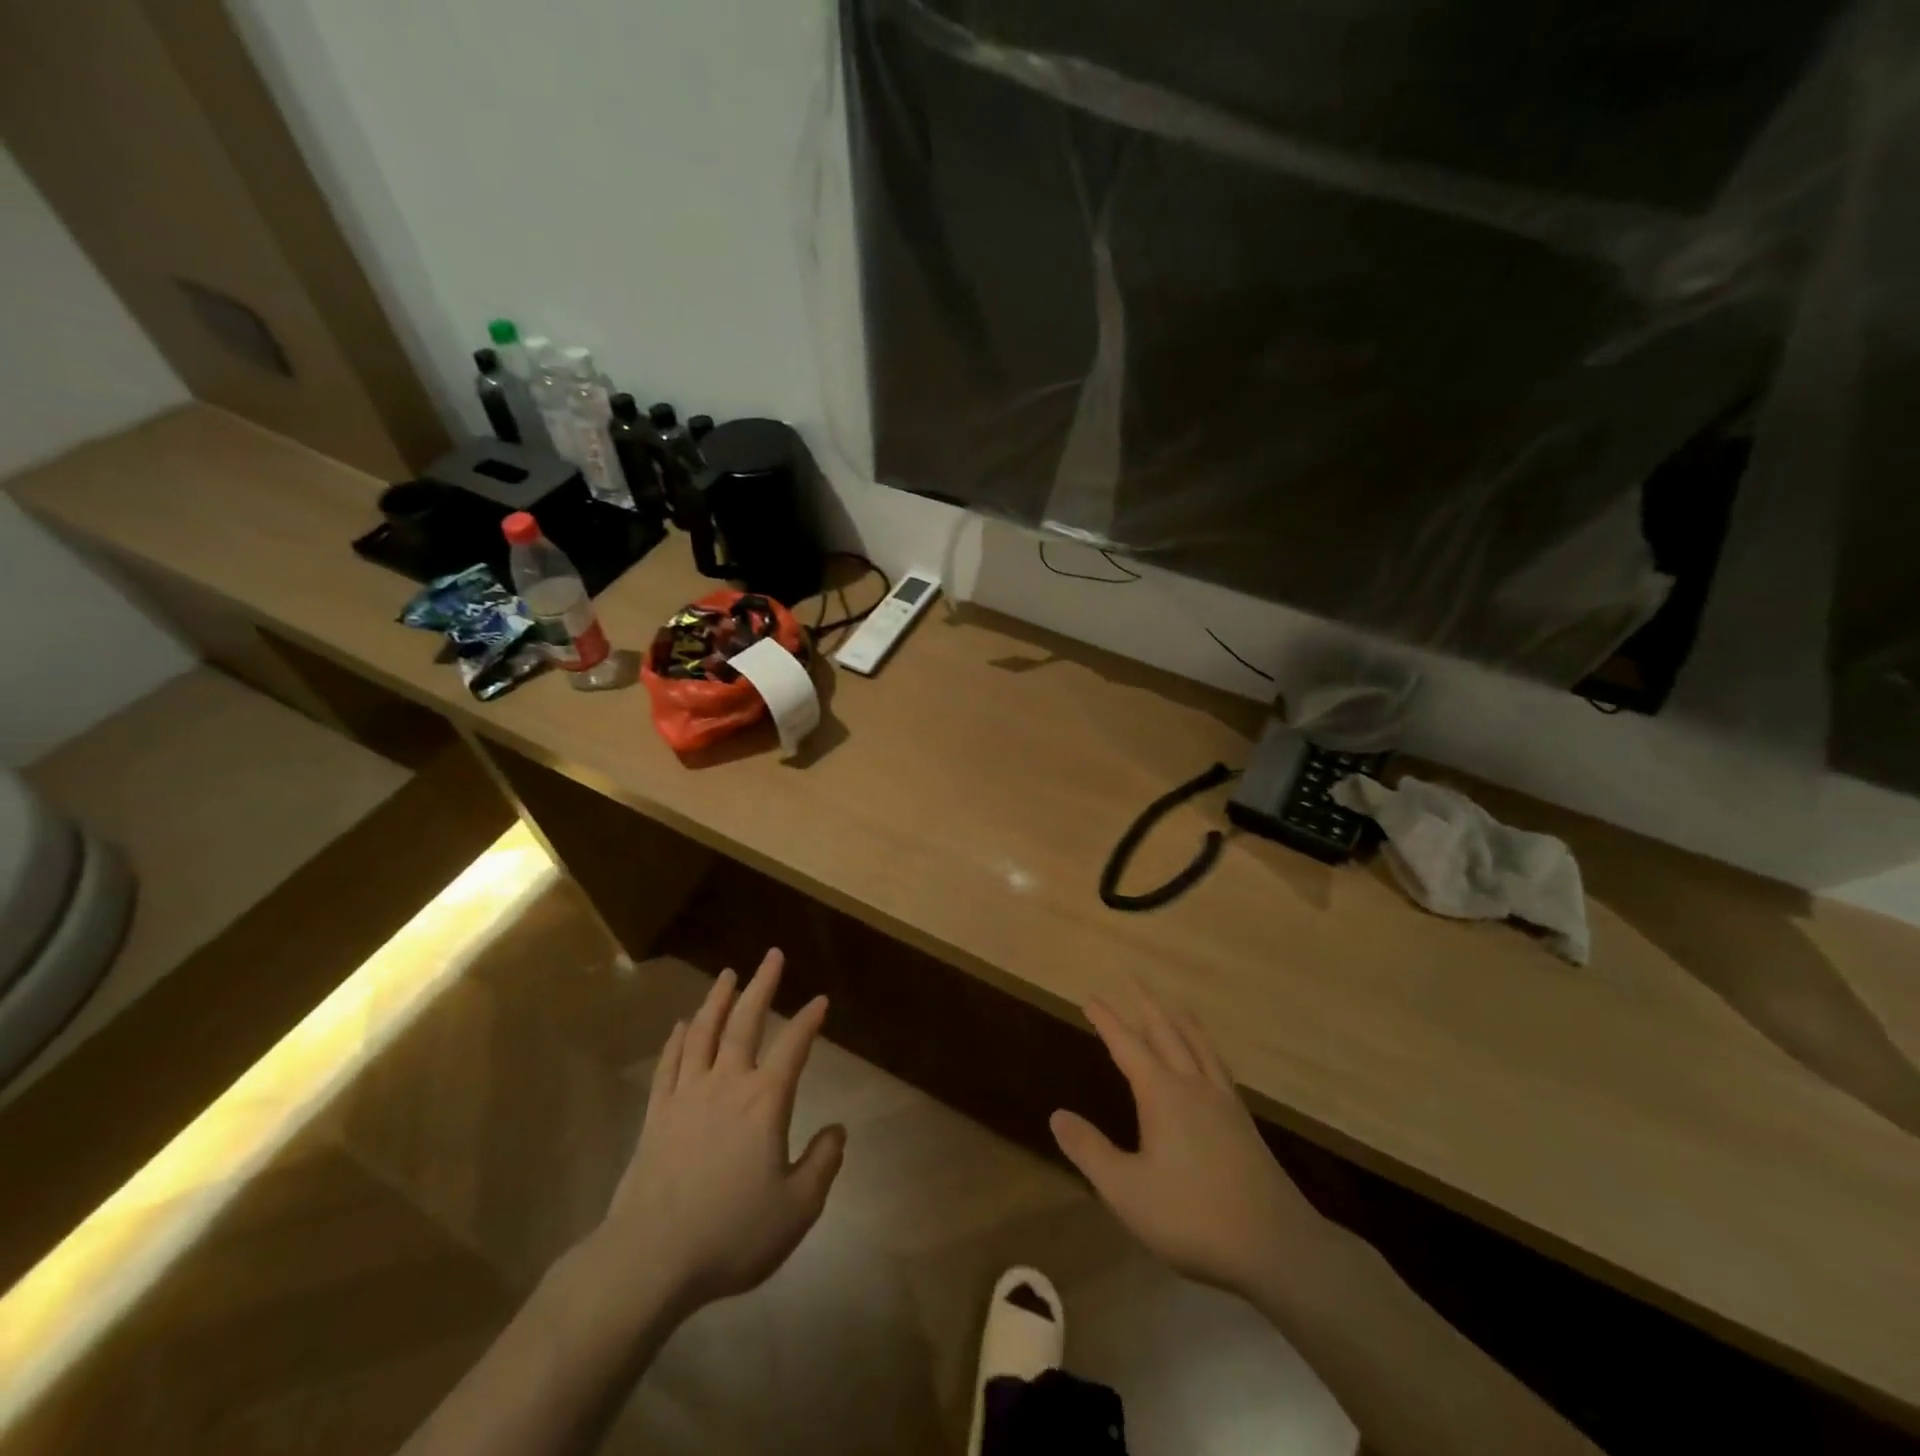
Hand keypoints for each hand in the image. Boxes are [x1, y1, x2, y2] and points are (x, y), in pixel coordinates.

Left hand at [591, 949, 844, 1314]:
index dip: (809, 1020)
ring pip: (703, 1033)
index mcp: (764, 1101)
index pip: (793, 1047)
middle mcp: (726, 1084)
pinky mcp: (656, 1115)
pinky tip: (682, 1026)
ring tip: (728, 975)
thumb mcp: (797, 1209)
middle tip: (771, 955)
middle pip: (745, 1022)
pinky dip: (677, 1040)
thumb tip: (837, 1130)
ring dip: (717, 1000)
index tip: (820, 1000)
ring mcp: (686, 1096)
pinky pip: (669, 1065)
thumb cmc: (731, 1233)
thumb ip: (822, 1164)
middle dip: (762, 985)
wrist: (650, 1259)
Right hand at [1051, 985, 1315, 1299]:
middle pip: (1167, 1032)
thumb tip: (1056, 1115)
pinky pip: (1219, 1067)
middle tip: (1131, 979)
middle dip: (1146, 1004)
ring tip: (1174, 1006)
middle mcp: (1194, 1086)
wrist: (1276, 1247)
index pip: (1127, 1046)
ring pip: (1199, 1046)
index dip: (1107, 1020)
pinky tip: (1209, 1061)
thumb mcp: (1127, 1191)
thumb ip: (1090, 1151)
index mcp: (1163, 1095)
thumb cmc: (1193, 1217)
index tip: (1091, 997)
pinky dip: (1206, 1048)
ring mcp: (1224, 1103)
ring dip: (1181, 1021)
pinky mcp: (1244, 1124)